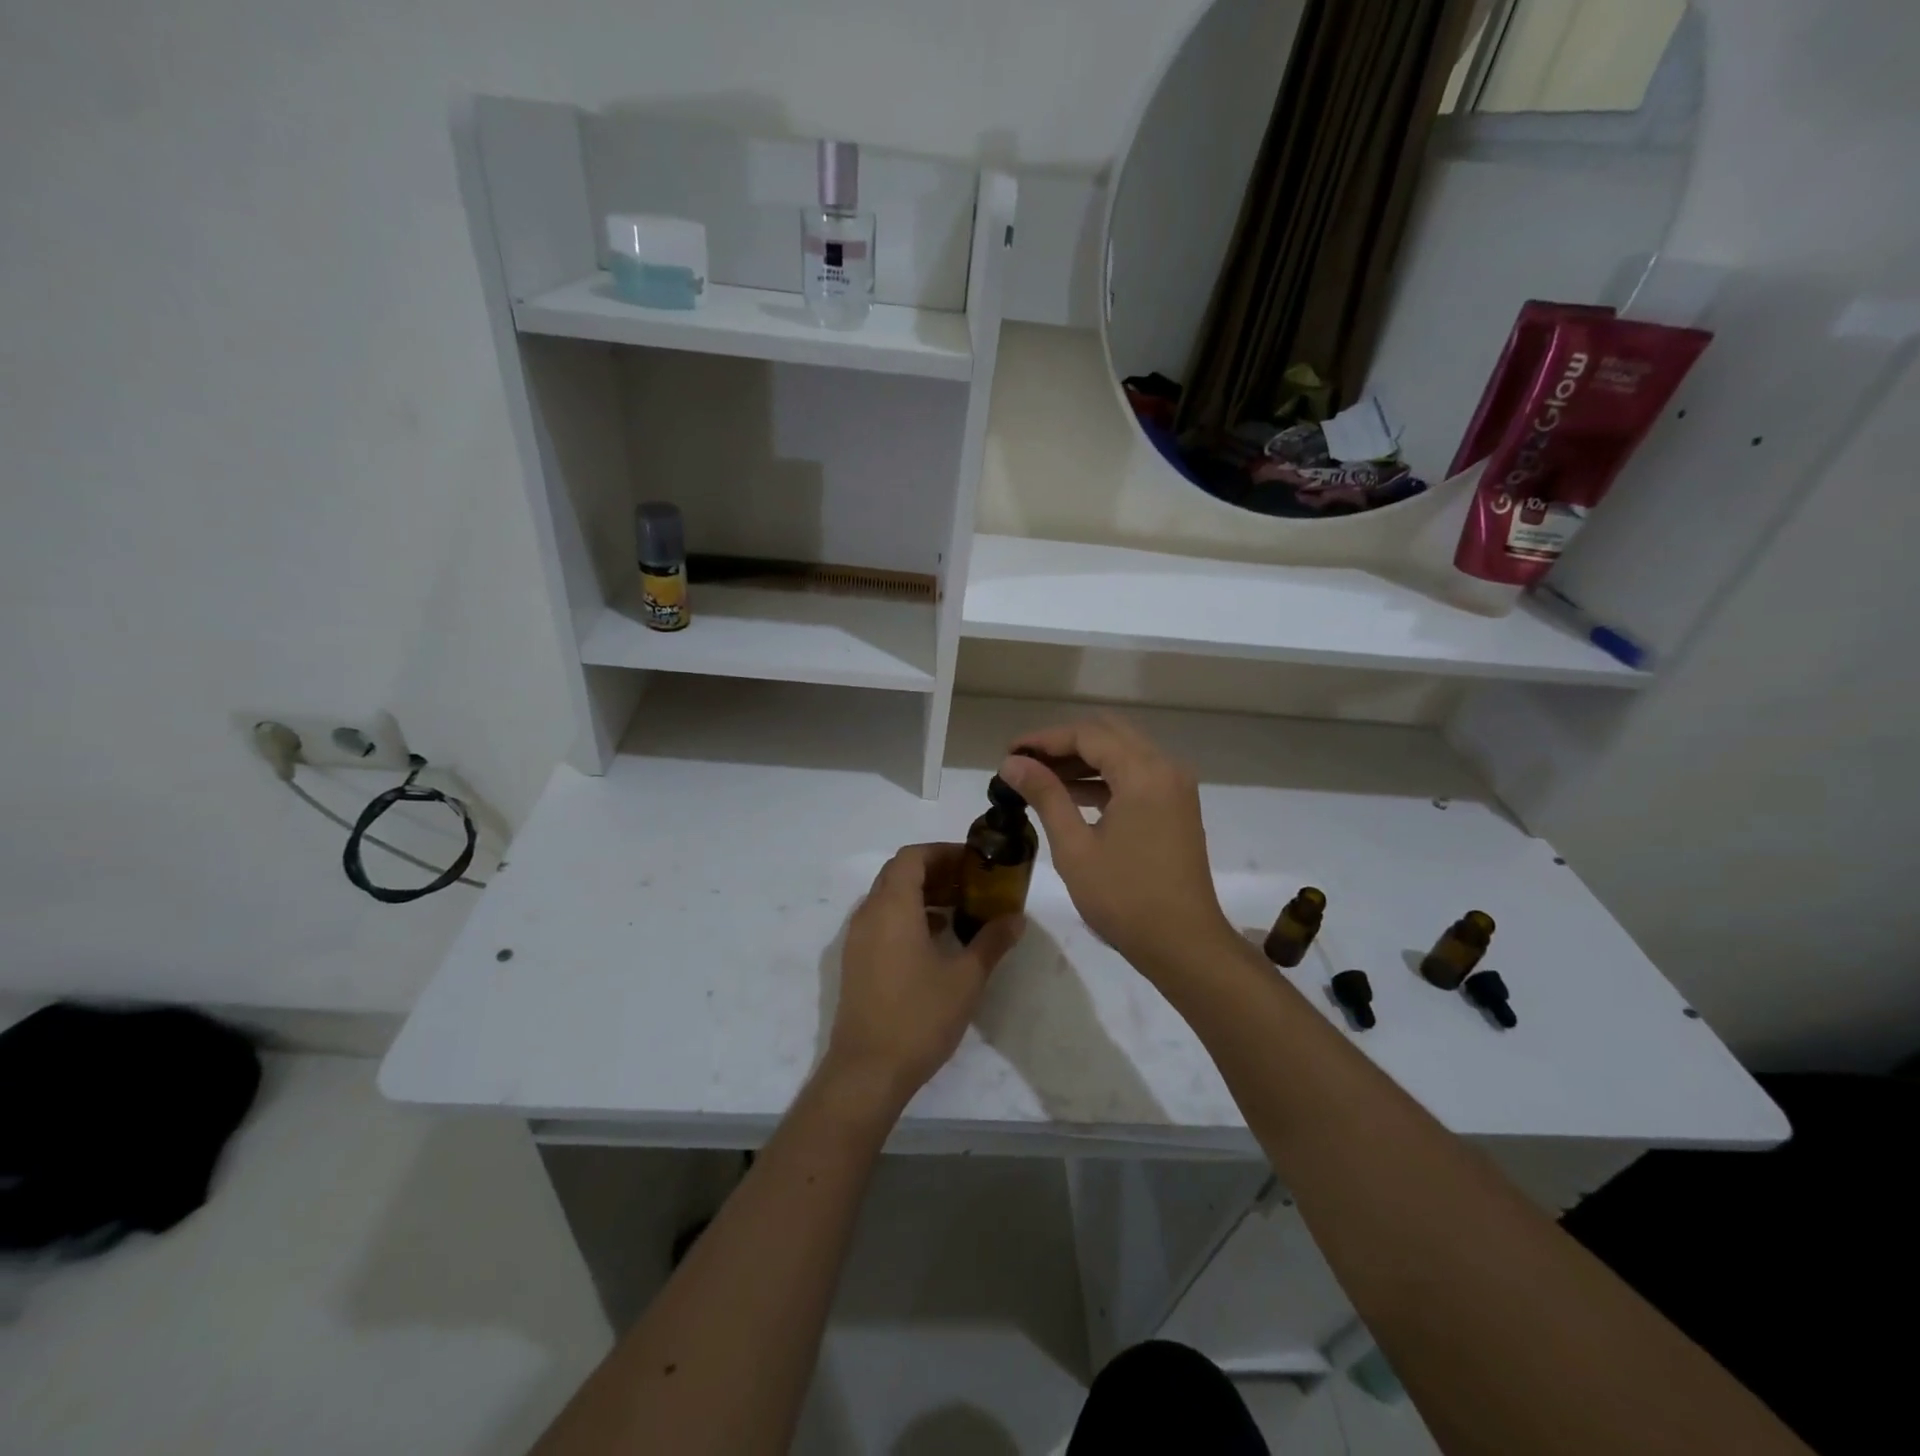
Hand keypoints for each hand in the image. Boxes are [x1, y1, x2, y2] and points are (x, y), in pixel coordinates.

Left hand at [824, 843, 1023, 1110]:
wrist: (868, 1070)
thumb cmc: (919, 1016)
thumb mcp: (966, 978)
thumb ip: (991, 941)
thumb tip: (1016, 918)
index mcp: (893, 907)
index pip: (912, 857)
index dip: (942, 852)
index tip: (972, 862)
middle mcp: (869, 914)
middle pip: (898, 873)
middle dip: (934, 871)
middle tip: (970, 884)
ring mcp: (857, 939)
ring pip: (888, 897)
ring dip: (921, 894)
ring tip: (958, 910)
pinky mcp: (855, 961)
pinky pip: (881, 921)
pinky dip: (907, 916)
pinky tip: (935, 939)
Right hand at [999, 716, 1232, 980]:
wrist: (1183, 944)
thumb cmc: (1124, 897)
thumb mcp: (1075, 847)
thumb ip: (1045, 796)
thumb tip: (1012, 763)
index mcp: (1143, 773)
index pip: (1087, 735)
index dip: (1044, 739)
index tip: (1009, 753)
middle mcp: (1165, 768)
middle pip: (1108, 734)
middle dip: (1063, 743)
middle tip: (1025, 762)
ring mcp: (1175, 787)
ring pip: (1123, 752)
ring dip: (1083, 760)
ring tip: (1040, 778)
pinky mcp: (1176, 806)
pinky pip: (1136, 775)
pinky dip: (1104, 777)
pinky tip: (1071, 795)